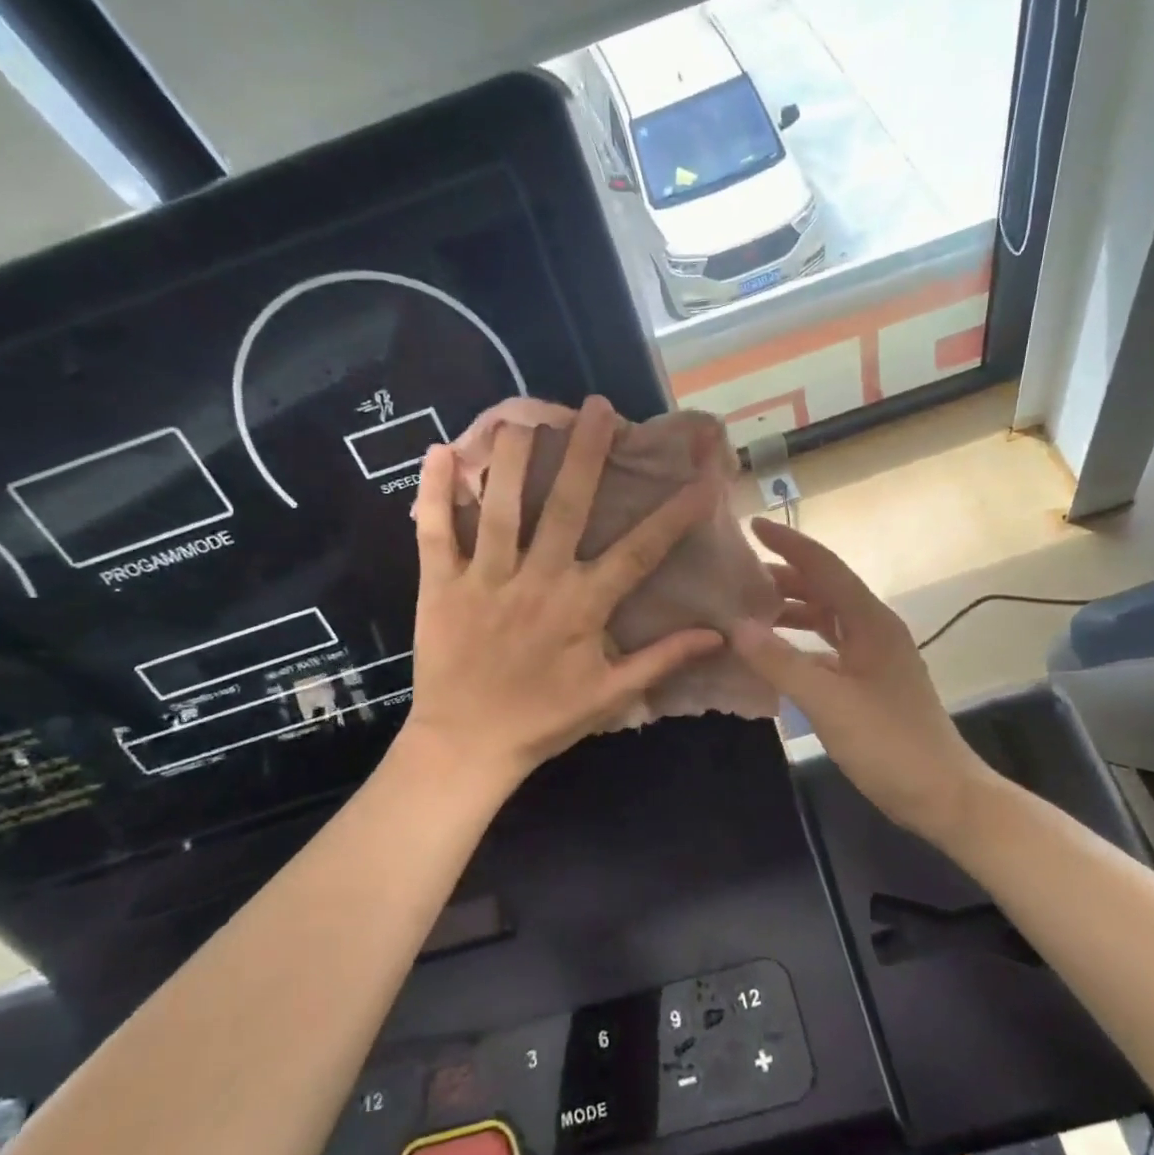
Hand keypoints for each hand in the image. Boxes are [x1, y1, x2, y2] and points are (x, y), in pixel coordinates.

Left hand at [404, 396, 724, 781]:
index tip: (702, 480)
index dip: (674, 515)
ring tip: (523, 415)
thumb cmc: (544, 720)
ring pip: (500, 508)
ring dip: (513, 459)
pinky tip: (438, 452)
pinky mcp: (442, 586)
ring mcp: (485, 580)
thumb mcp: (611, 695)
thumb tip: (718, 635)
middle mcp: (537, 581)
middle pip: (565, 507)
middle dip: (585, 455)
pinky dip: (435, 493)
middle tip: (598, 409)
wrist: (466, 746)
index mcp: (582, 607)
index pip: (639, 551)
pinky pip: (436, 533)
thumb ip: (662, 659)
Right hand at [729, 519, 985, 851]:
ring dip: (792, 609)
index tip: (752, 525)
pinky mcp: (872, 682)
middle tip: (739, 574)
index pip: (825, 567)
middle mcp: (875, 630)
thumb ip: (780, 662)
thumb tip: (736, 626)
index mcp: (871, 622)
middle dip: (785, 575)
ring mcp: (875, 657)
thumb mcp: (828, 702)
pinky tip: (777, 653)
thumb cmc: (888, 743)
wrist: (943, 795)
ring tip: (750, 609)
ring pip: (828, 618)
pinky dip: (802, 642)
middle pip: (826, 588)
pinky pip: (830, 647)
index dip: (789, 544)